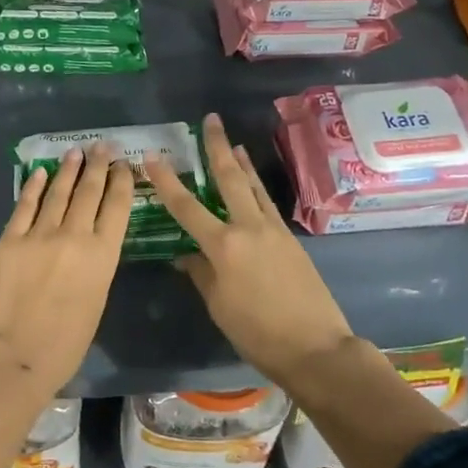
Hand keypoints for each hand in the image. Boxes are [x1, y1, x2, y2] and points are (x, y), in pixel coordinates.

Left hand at [0, 144, 133, 389]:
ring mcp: (40, 234)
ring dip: (68, 170)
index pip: (117, 206)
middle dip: (97, 166)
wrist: (16, 355)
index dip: (122, 181)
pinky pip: (25, 205)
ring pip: (58, 192)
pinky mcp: (11, 239)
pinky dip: (34, 186)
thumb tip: (91, 241)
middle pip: (89, 191)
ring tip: (75, 153)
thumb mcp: (97, 299)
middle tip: (102, 146)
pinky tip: (40, 172)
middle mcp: (75, 236)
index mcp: (103, 255)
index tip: (123, 165)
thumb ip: (96, 264)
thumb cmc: (66, 342)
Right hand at [145, 113, 354, 387]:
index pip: (186, 206)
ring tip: (233, 143)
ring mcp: (274, 230)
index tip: (152, 156)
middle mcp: (249, 228)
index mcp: (223, 246)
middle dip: (217, 147)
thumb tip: (187, 256)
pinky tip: (253, 185)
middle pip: (229, 178)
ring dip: (241, 163)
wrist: (316, 347)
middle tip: (210, 120)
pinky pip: (268, 204)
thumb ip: (201, 274)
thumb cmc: (257, 333)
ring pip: (253, 187)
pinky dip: (257, 187)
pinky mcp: (291, 240)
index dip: (167, 180)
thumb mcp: (219, 306)